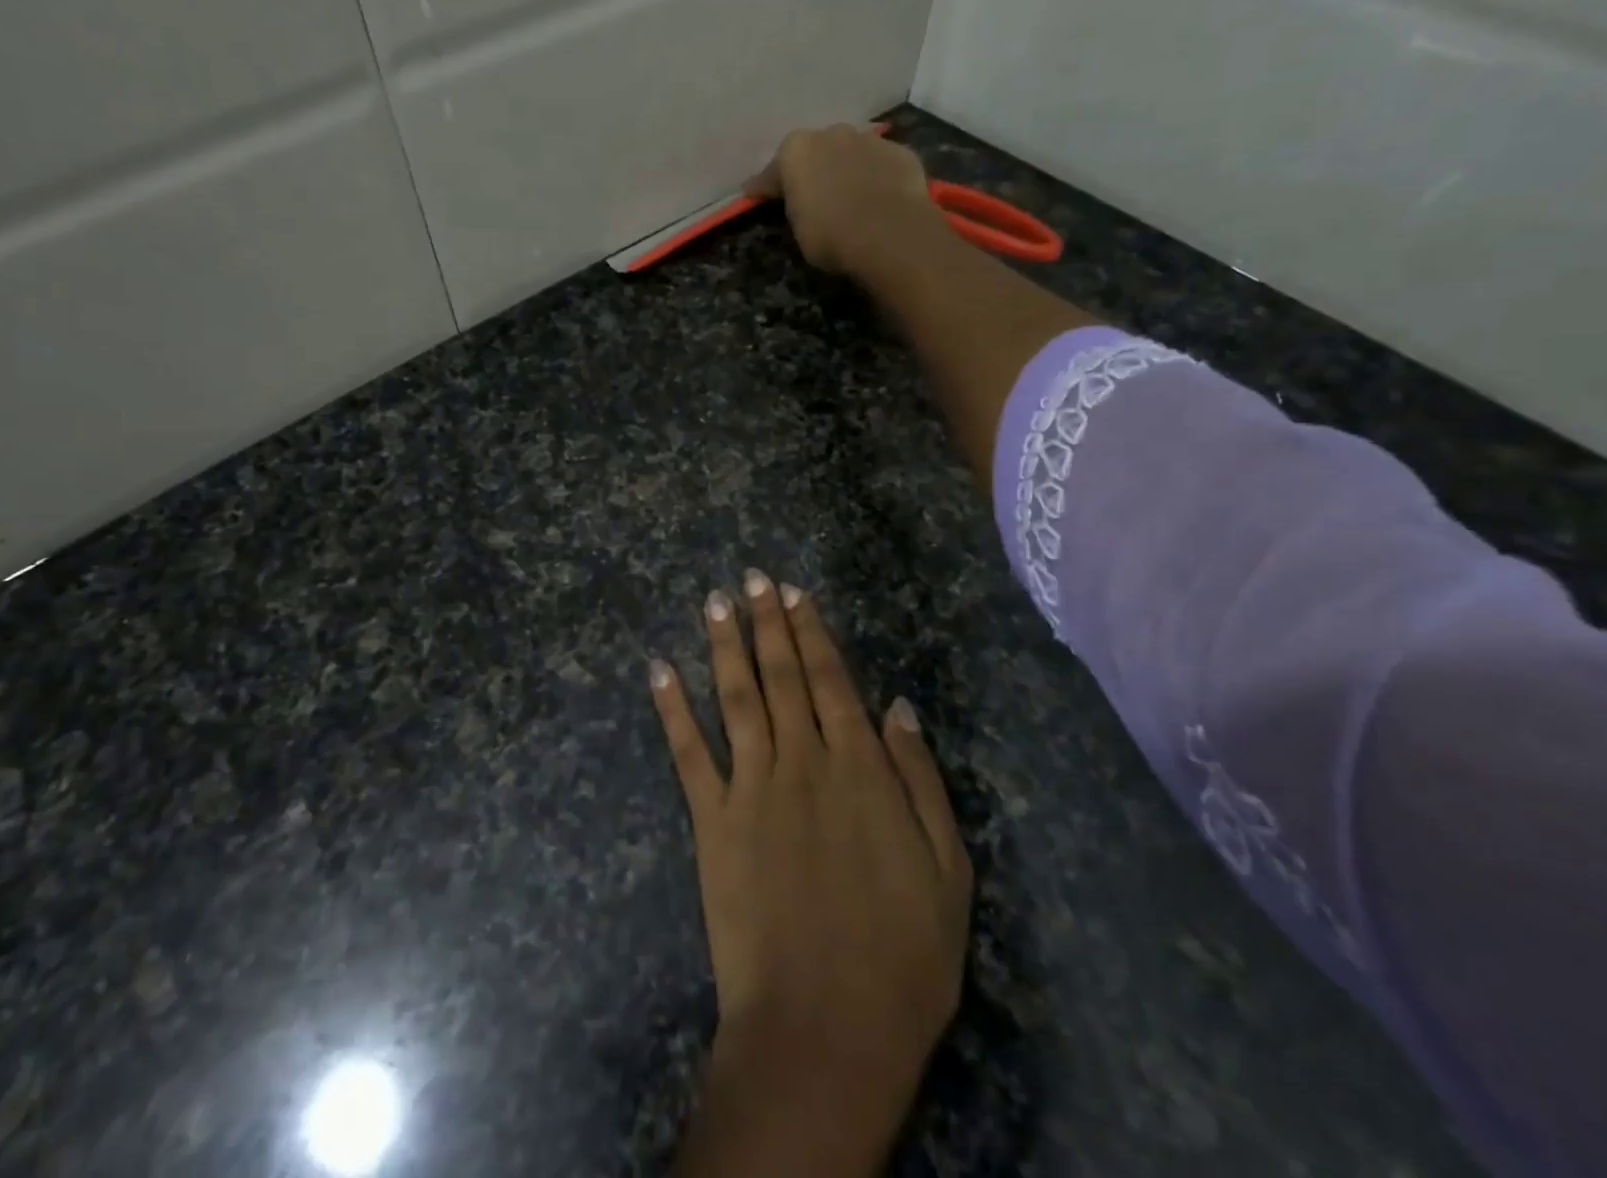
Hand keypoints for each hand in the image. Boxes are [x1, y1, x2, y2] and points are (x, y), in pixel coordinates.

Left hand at [652, 572, 972, 1176]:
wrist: (824, 1029)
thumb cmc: (901, 956)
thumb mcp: (947, 870)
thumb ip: (920, 779)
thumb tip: (898, 706)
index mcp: (859, 767)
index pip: (832, 679)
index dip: (812, 631)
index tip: (794, 593)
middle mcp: (802, 759)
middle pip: (782, 675)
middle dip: (767, 621)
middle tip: (752, 577)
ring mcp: (751, 785)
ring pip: (736, 696)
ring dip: (724, 644)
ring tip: (715, 601)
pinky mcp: (711, 819)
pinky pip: (688, 751)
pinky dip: (672, 707)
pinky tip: (659, 669)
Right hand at [744, 124, 946, 278]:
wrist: (890, 233)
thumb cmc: (831, 235)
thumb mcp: (798, 228)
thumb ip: (795, 207)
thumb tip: (797, 203)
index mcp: (795, 151)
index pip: (772, 171)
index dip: (765, 187)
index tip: (756, 195)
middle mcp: (830, 134)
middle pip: (815, 151)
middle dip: (812, 169)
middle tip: (811, 193)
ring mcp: (869, 139)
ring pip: (850, 152)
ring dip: (846, 168)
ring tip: (849, 193)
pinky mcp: (900, 152)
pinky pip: (880, 164)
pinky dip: (876, 176)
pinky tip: (878, 196)